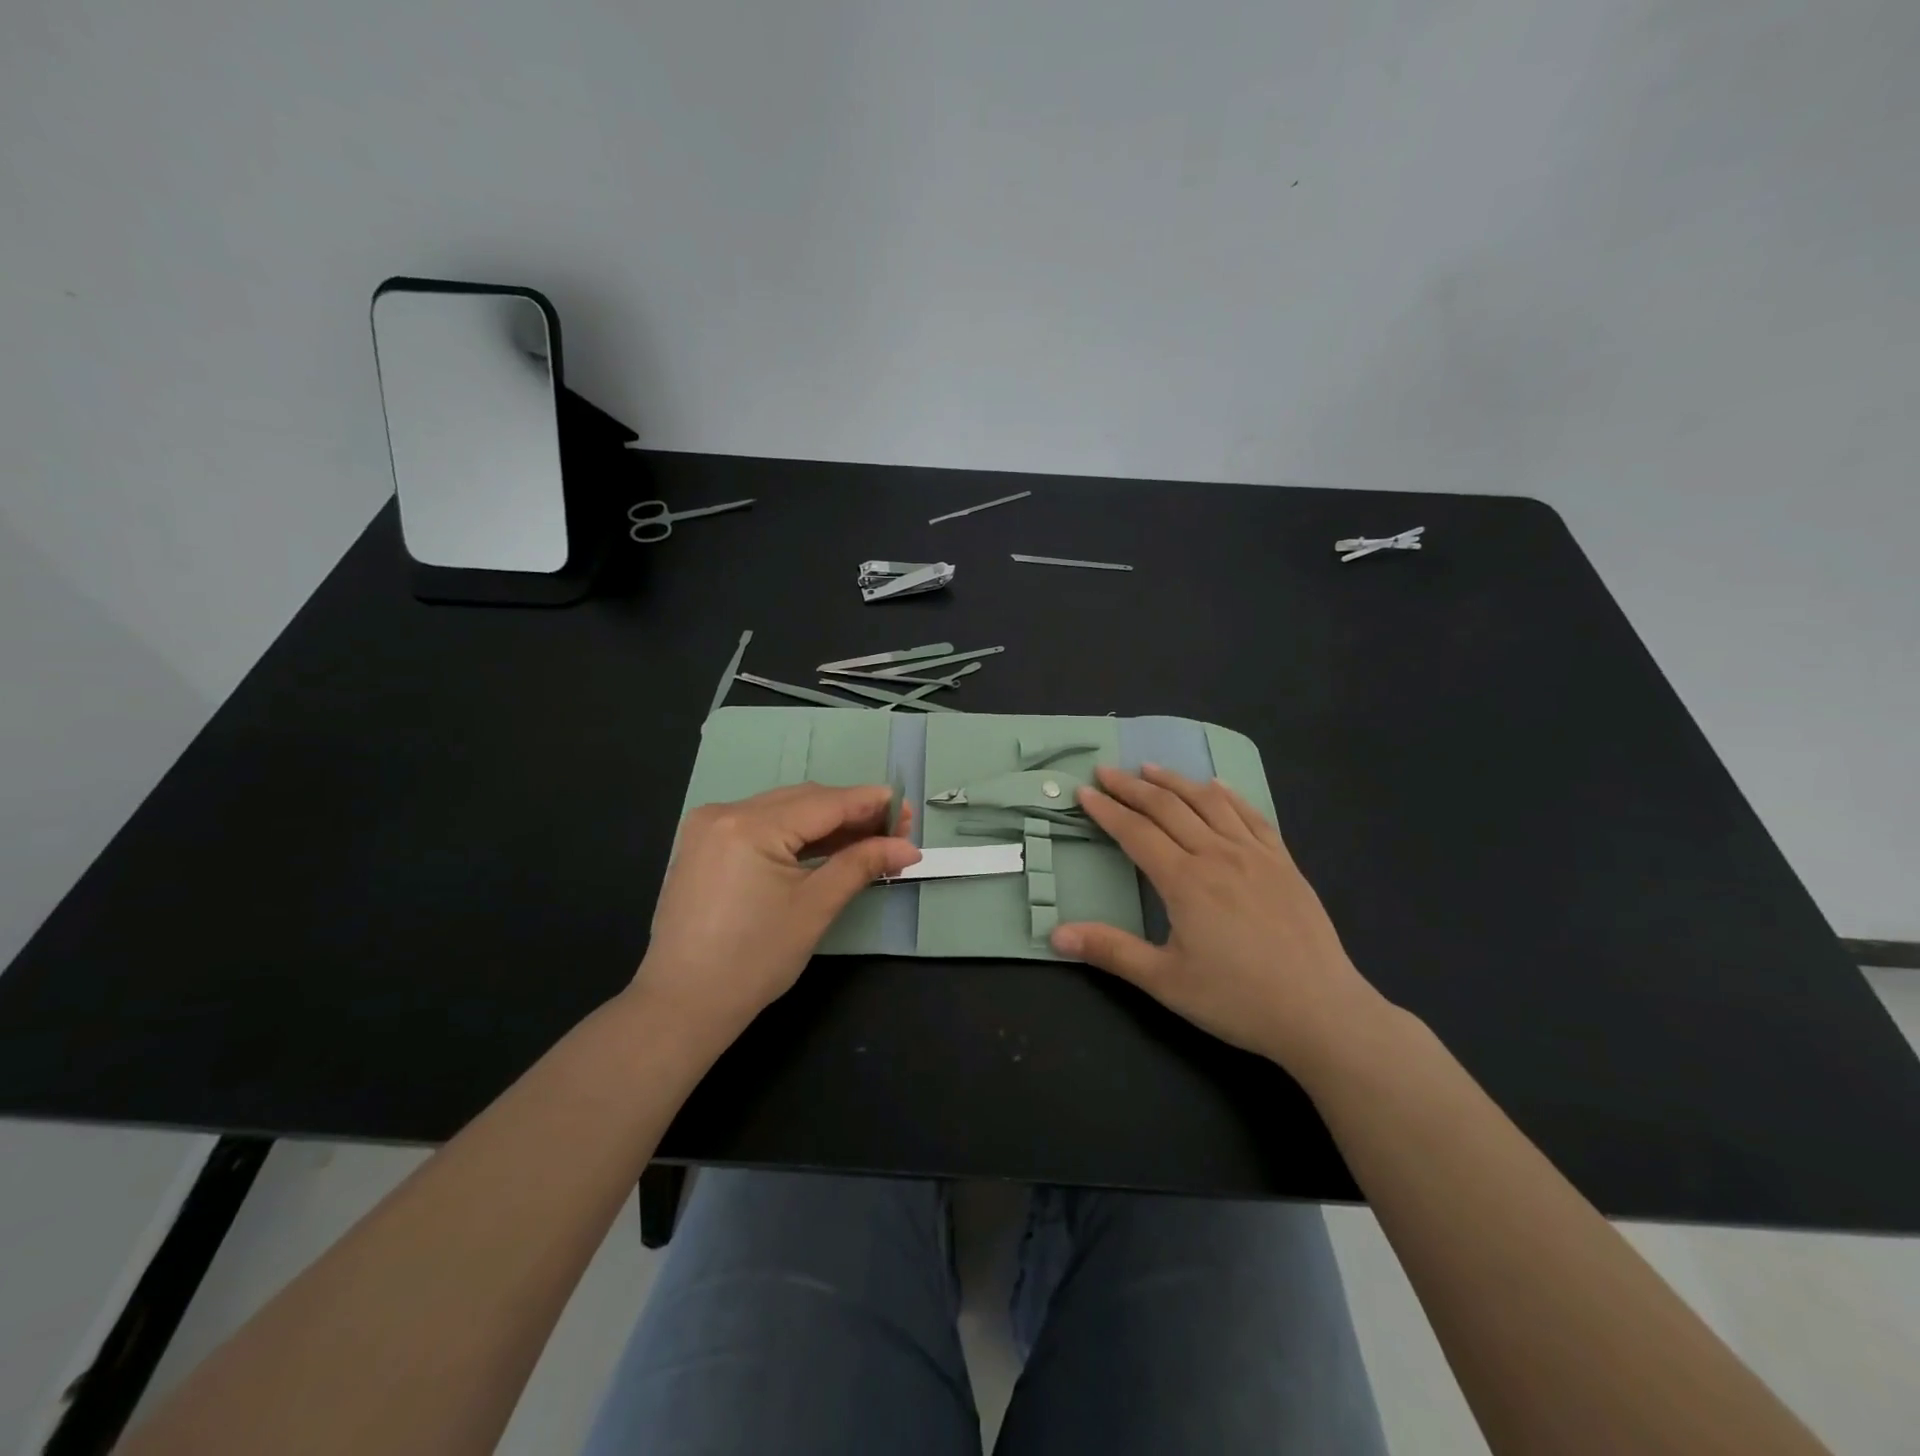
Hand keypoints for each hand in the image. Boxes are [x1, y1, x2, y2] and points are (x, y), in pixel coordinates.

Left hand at [631, 784, 919, 1048]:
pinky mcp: (703, 846)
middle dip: (851, 813)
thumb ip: (862, 864)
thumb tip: (907, 847)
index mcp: (750, 824)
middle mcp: (725, 812)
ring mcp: (708, 828)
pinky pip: (761, 827)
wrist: (682, 1005)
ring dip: (825, 823)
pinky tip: (825, 847)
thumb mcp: (815, 907)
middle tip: (894, 831)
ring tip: (868, 840)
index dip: (870, 803)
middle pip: (803, 801)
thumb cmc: (754, 960)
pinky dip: (795, 835)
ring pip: (782, 811)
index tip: (907, 808)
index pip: (825, 802)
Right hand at [1051, 764, 1391, 1077]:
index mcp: (1185, 881)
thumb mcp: (1165, 981)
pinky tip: (1215, 786)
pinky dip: (1227, 795)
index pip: (1136, 832)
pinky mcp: (1284, 863)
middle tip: (1105, 771)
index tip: (1084, 792)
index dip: (1106, 810)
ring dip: (1174, 781)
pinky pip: (1251, 815)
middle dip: (1131, 786)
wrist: (1322, 1012)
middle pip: (1167, 807)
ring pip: (1208, 802)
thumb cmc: (1237, 1000)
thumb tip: (1056, 934)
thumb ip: (1111, 951)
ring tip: (1149, 767)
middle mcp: (1217, 855)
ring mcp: (1255, 855)